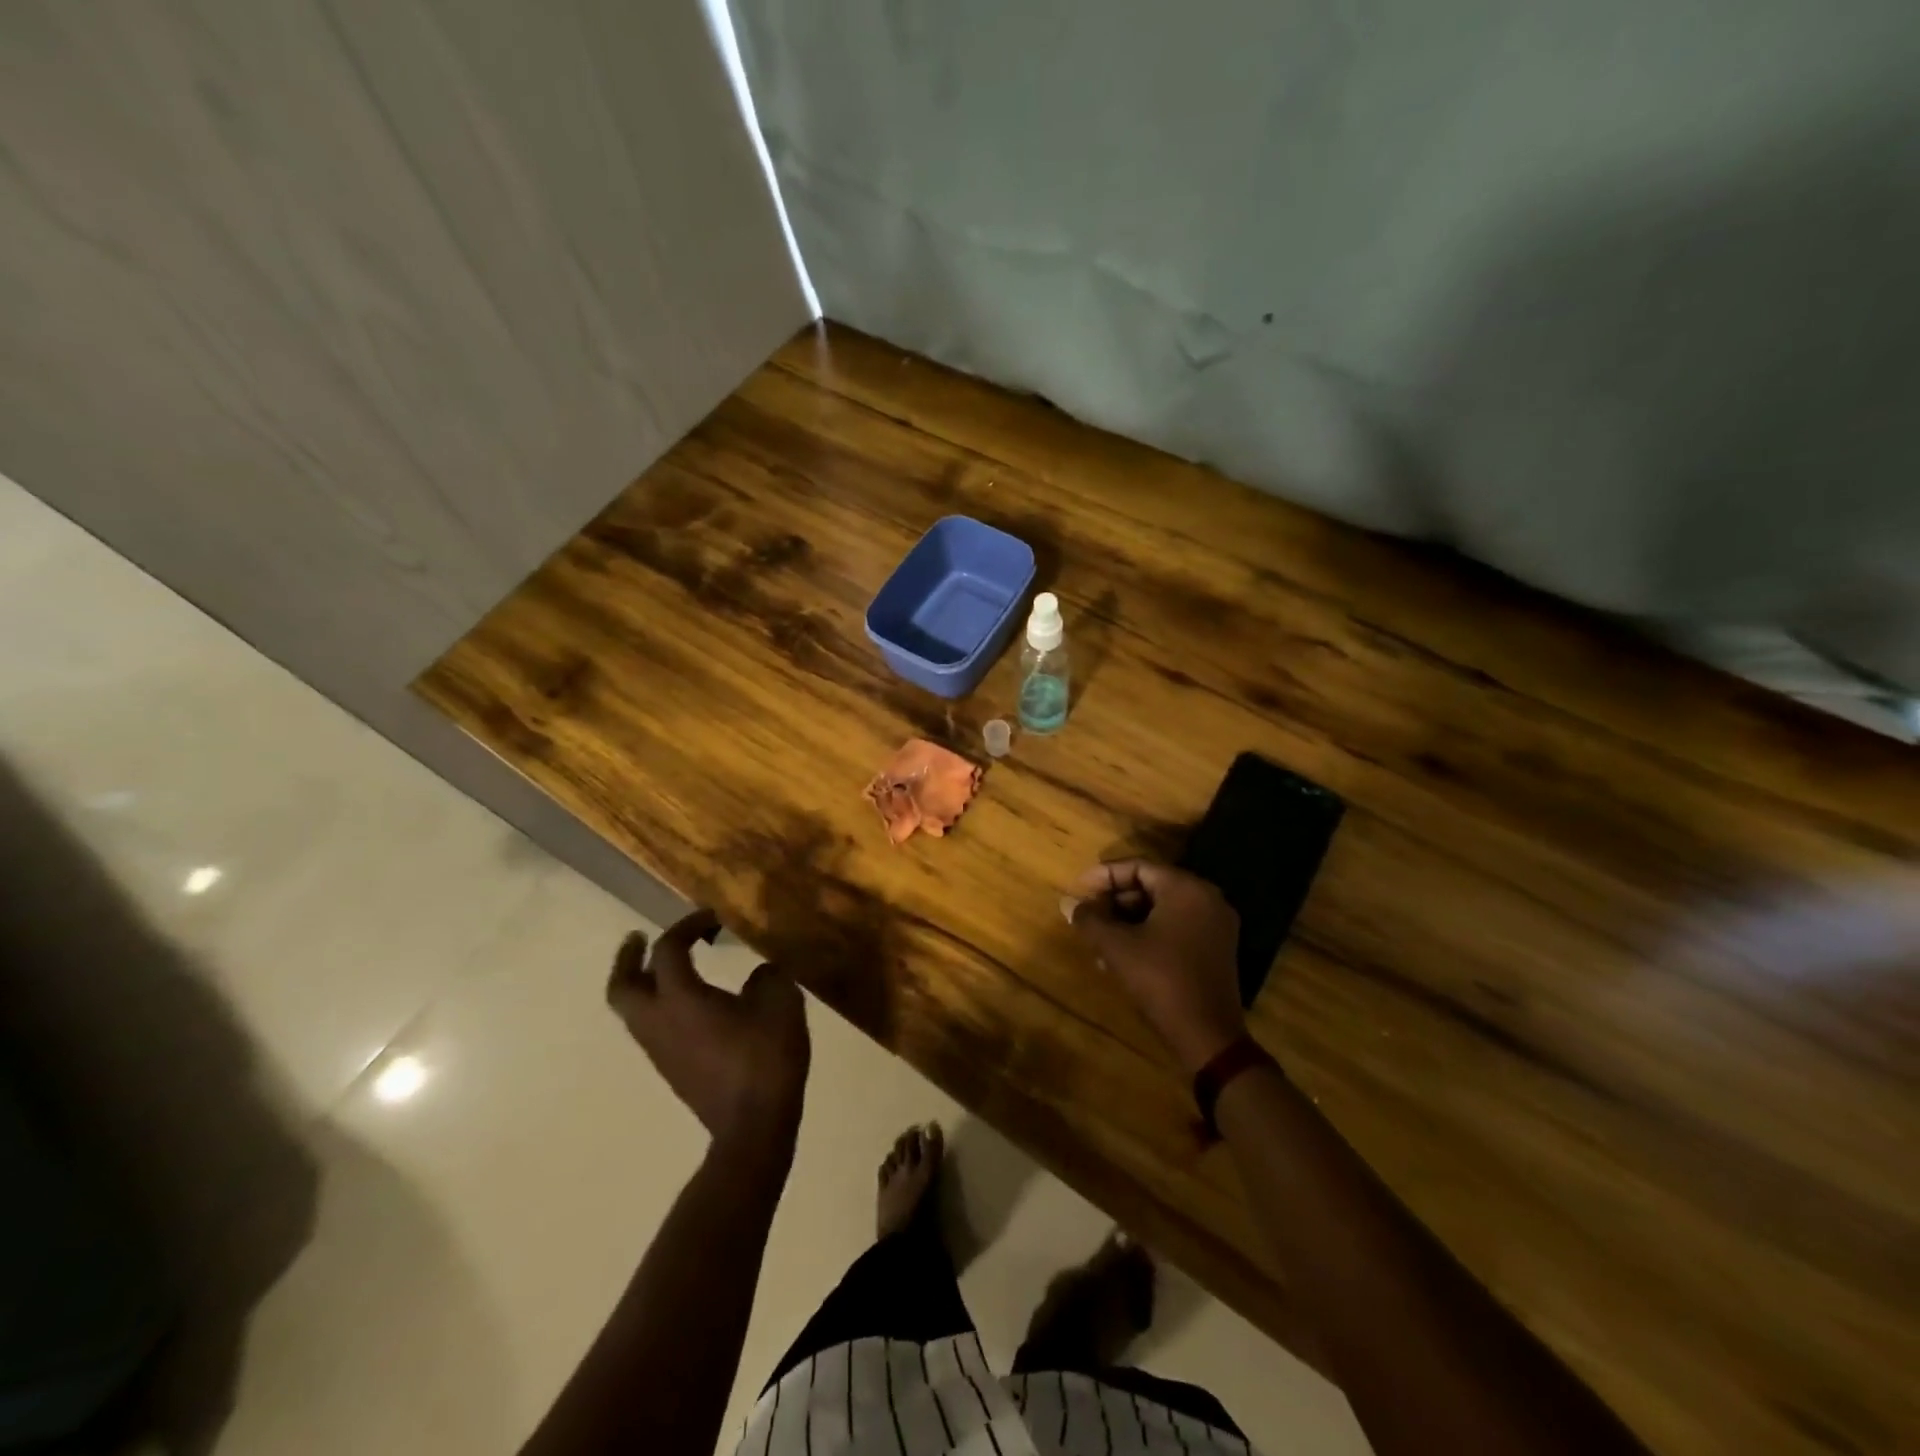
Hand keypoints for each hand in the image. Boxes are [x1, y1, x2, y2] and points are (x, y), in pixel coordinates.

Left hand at [606, 909, 810, 1148]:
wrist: (753, 1125)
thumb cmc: (765, 1057)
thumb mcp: (781, 1002)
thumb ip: (767, 976)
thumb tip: (757, 974)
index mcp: (681, 998)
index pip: (668, 949)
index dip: (687, 925)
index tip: (712, 917)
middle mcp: (658, 1021)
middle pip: (623, 986)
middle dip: (628, 958)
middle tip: (639, 938)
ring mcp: (660, 1050)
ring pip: (632, 1010)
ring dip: (642, 983)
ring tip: (667, 968)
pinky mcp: (671, 1069)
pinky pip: (651, 1028)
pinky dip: (658, 1005)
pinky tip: (690, 1003)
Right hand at [1067, 860, 1246, 1075]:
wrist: (1207, 1035)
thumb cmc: (1160, 980)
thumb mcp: (1117, 946)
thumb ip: (1090, 919)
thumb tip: (1068, 903)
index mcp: (1186, 888)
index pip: (1138, 867)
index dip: (1103, 876)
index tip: (1078, 891)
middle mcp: (1206, 898)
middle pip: (1151, 886)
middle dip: (1114, 900)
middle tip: (1087, 915)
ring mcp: (1216, 924)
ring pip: (1162, 909)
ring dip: (1127, 920)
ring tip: (1098, 939)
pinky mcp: (1217, 948)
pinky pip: (1176, 927)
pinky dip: (1148, 933)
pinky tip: (1122, 955)